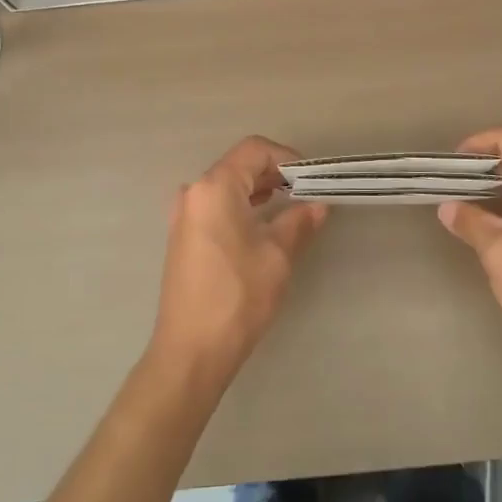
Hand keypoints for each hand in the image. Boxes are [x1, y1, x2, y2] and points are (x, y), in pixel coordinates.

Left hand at [150, 136, 327, 385]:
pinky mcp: (183, 237)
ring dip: (259, 191)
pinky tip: (263, 227)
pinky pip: (216, 207)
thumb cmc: (238, 296)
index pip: (254, 150)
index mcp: (215, 187)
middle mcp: (194, 193)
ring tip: (291, 208)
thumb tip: (318, 206)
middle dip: (275, 174)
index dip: (287, 158)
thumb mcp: (277, 256)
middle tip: (307, 194)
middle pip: (239, 165)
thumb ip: (299, 222)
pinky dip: (241, 207)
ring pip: (227, 187)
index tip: (312, 179)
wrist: (191, 351)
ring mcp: (184, 215)